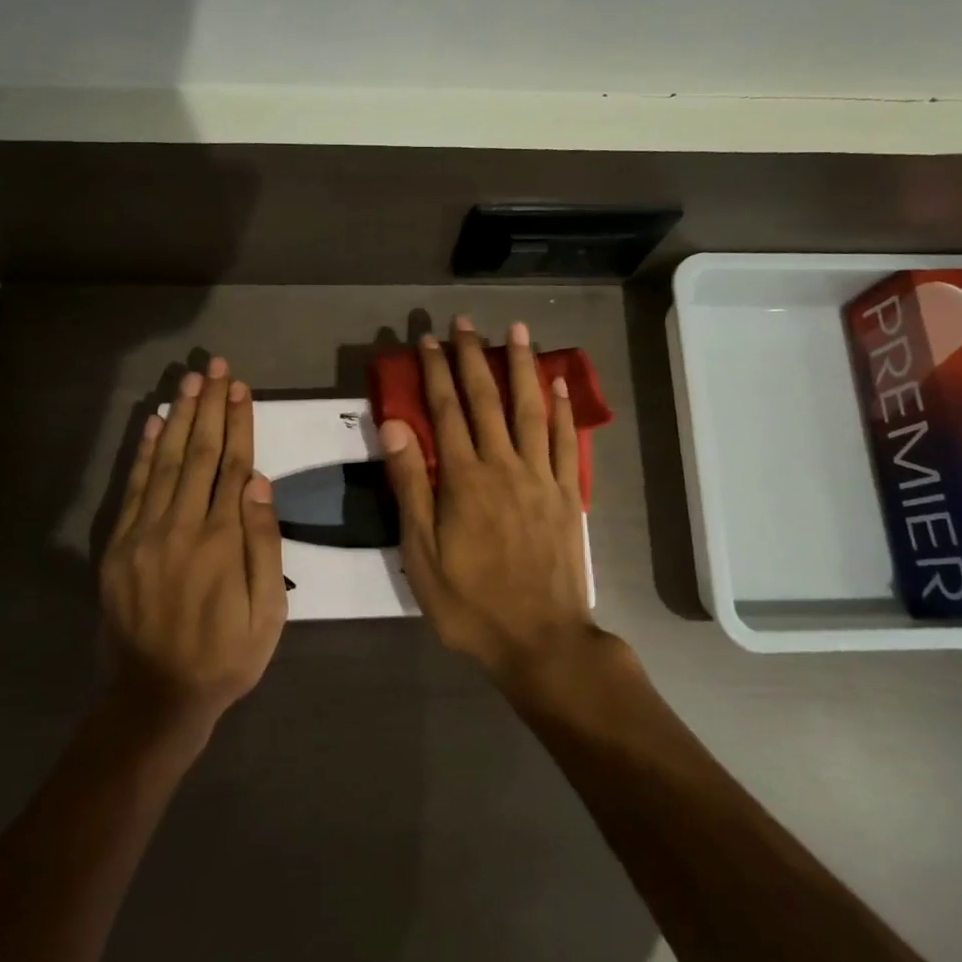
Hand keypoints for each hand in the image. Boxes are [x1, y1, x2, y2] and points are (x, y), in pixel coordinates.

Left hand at [100, 359, 286, 737]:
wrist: (156, 697)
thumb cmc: (226, 656)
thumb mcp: (268, 612)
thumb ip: (263, 545)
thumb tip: (260, 484)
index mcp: (221, 540)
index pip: (233, 466)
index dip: (238, 423)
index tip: (241, 388)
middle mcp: (180, 526)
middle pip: (199, 453)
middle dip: (209, 406)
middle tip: (216, 367)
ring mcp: (144, 534)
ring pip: (166, 462)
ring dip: (179, 417)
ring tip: (189, 381)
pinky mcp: (118, 546)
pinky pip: (133, 488)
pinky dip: (144, 452)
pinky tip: (153, 423)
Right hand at [380, 318, 595, 688]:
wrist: (540, 640)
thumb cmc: (470, 602)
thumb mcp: (421, 553)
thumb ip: (409, 485)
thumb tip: (394, 425)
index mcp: (463, 478)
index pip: (445, 411)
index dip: (435, 372)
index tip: (428, 340)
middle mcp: (503, 465)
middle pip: (487, 399)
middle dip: (473, 357)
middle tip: (465, 322)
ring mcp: (541, 477)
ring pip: (530, 409)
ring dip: (521, 366)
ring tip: (517, 330)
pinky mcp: (567, 493)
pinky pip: (566, 441)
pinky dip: (562, 409)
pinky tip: (559, 383)